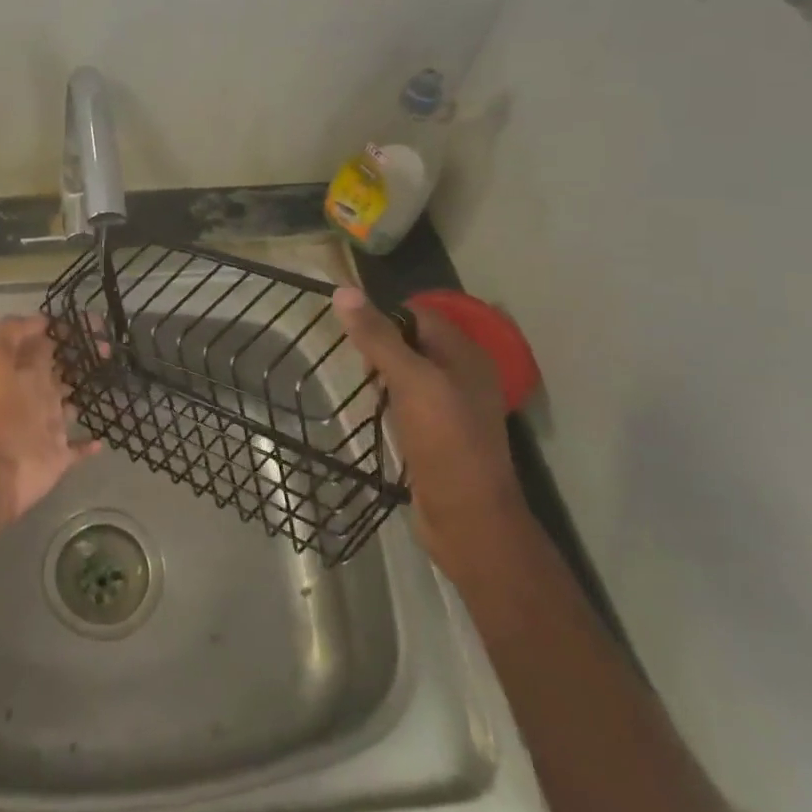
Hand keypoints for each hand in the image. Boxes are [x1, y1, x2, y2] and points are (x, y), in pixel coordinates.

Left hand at [0, 315, 100, 520]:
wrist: (0, 469)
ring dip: (86, 391)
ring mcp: (48, 424)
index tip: (93, 323)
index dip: (65, 330)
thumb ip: (12, 333)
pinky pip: (78, 446)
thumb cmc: (3, 411)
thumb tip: (42, 320)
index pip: (44, 342)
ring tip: (112, 375)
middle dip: (82, 355)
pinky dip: (90, 442)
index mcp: (21, 371)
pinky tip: (102, 435)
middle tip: (109, 348)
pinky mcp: (59, 453)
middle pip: (61, 368)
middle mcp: (35, 393)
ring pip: (71, 402)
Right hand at [331, 287, 526, 565]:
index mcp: (465, 355)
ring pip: (409, 374)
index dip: (385, 317)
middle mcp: (463, 376)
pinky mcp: (439, 435)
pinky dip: (390, 402)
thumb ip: (377, 337)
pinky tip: (375, 414)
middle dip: (382, 347)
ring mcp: (453, 407)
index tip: (353, 333)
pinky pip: (409, 403)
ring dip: (383, 376)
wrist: (468, 520)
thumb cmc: (444, 442)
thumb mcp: (410, 381)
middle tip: (358, 365)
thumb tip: (343, 291)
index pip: (419, 314)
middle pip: (413, 342)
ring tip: (364, 389)